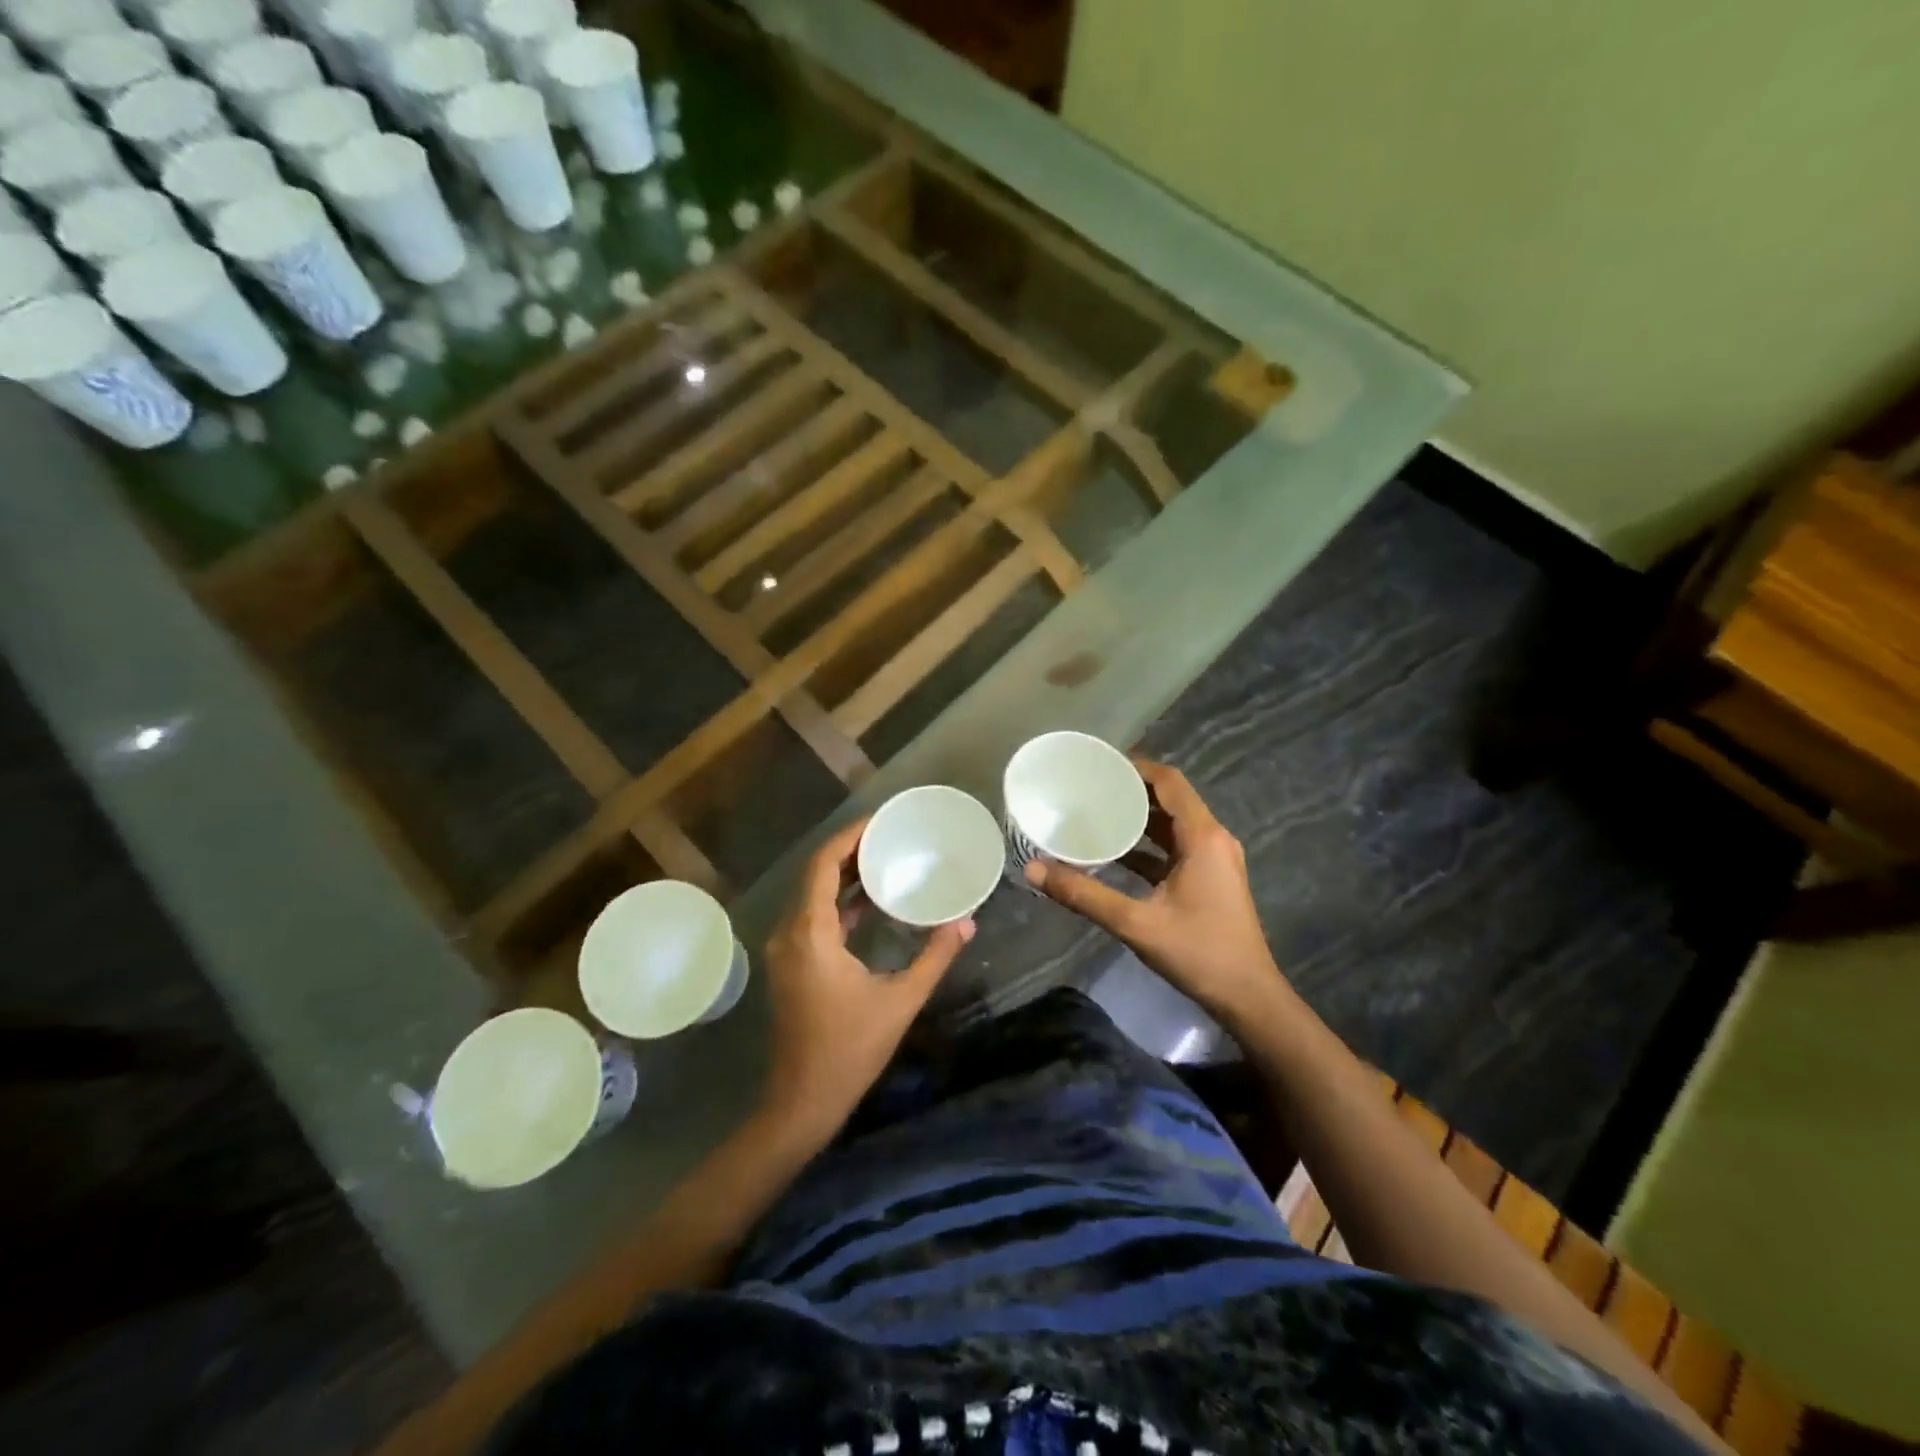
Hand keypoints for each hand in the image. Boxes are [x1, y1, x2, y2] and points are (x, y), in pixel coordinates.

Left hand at [761, 816, 972, 1133]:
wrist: (802, 1100)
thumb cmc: (850, 1050)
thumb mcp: (900, 1001)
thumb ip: (934, 957)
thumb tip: (967, 923)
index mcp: (810, 933)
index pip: (823, 865)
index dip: (850, 837)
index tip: (881, 820)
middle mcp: (789, 931)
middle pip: (815, 873)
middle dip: (850, 850)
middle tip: (890, 835)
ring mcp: (785, 948)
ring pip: (812, 894)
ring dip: (844, 874)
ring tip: (884, 858)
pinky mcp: (791, 962)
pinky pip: (812, 916)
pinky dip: (838, 901)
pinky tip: (870, 900)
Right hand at [1026, 760, 1283, 1025]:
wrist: (1248, 998)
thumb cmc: (1198, 953)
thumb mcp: (1136, 923)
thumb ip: (1083, 894)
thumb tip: (1033, 869)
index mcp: (1202, 837)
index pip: (1169, 782)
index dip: (1135, 767)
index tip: (1097, 765)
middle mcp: (1212, 838)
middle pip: (1170, 798)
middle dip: (1130, 790)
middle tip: (1087, 787)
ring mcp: (1213, 859)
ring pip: (1172, 824)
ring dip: (1138, 817)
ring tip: (1094, 811)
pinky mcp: (1210, 877)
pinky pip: (1174, 847)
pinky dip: (1147, 844)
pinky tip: (1113, 852)